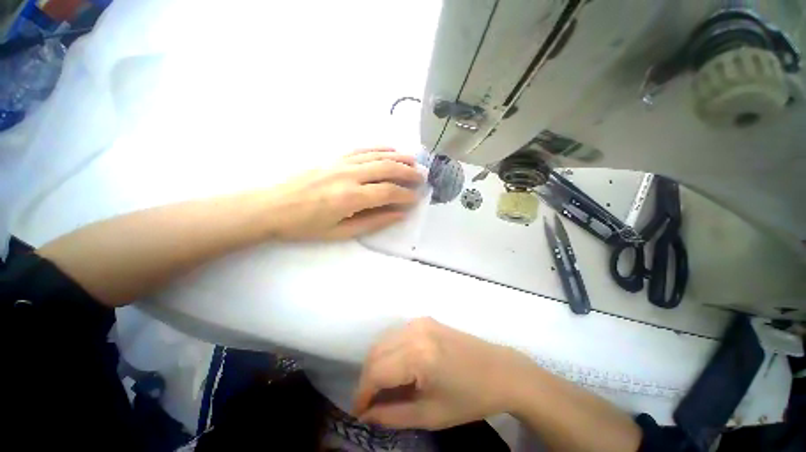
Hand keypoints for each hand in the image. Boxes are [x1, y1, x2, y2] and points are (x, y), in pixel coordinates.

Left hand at [266, 148, 424, 239]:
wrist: (271, 206)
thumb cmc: (305, 226)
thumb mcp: (340, 232)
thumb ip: (373, 222)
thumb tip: (398, 214)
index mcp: (350, 198)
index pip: (388, 192)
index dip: (405, 195)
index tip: (416, 198)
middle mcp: (349, 175)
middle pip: (387, 168)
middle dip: (408, 173)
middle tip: (421, 178)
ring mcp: (340, 162)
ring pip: (377, 155)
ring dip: (398, 157)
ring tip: (413, 162)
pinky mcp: (333, 157)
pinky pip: (361, 148)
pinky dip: (379, 148)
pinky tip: (390, 149)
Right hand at [353, 318, 535, 429]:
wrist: (501, 371)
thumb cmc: (470, 399)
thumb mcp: (430, 415)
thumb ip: (392, 415)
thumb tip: (366, 414)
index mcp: (418, 355)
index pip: (375, 371)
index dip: (362, 393)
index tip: (359, 412)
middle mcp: (415, 331)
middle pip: (375, 352)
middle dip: (367, 378)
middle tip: (370, 402)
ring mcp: (421, 321)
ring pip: (384, 340)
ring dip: (376, 363)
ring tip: (382, 386)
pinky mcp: (426, 319)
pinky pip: (397, 334)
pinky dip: (389, 351)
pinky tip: (398, 367)